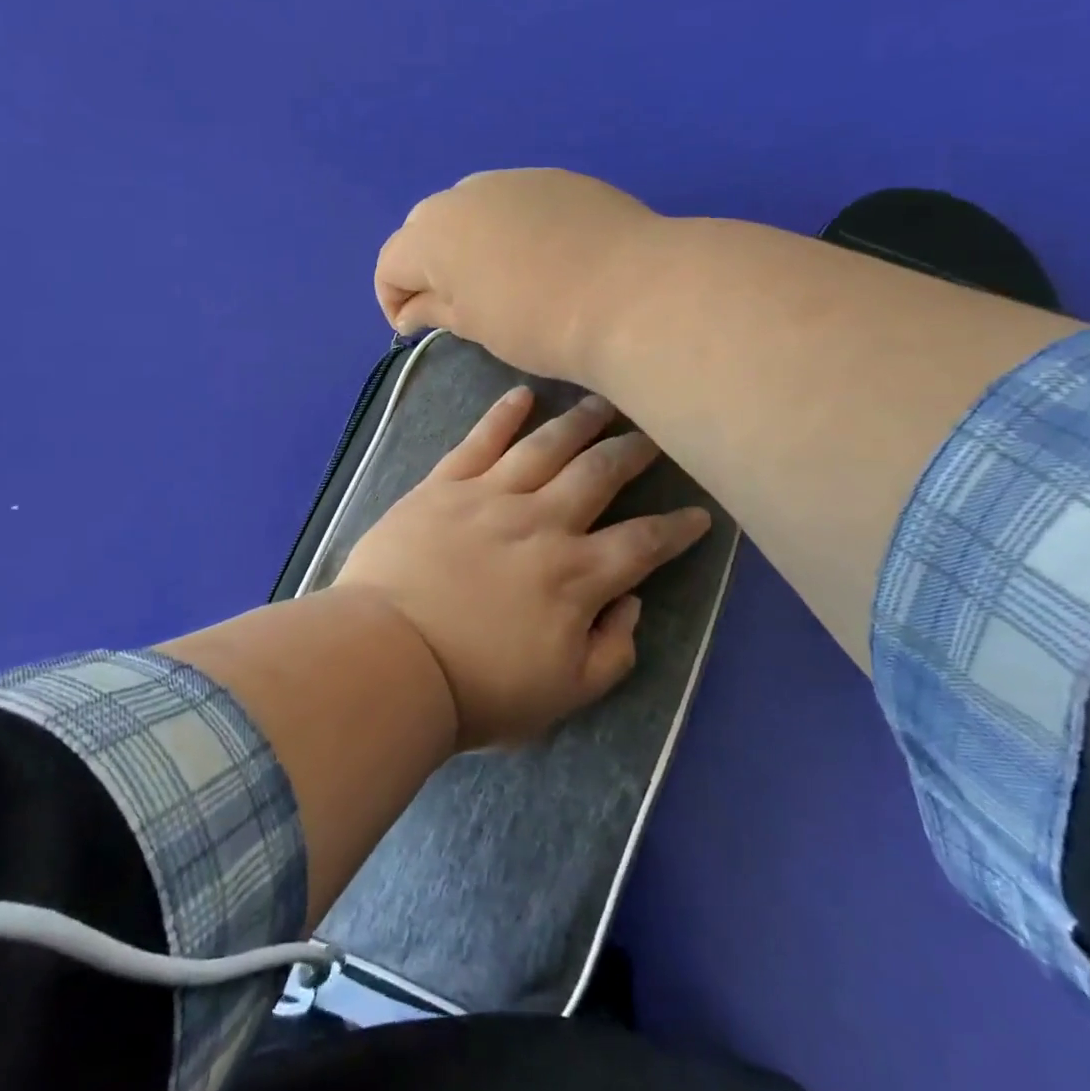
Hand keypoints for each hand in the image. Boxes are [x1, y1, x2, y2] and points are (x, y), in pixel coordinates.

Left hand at [334, 384, 712, 749]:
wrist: (389, 658)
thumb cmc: (476, 687)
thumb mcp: (564, 695)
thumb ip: (612, 650)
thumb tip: (630, 601)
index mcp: (576, 576)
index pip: (643, 543)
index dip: (677, 528)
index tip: (699, 513)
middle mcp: (542, 523)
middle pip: (600, 475)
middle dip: (633, 453)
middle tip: (653, 436)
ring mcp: (490, 497)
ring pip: (547, 446)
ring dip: (579, 422)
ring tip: (603, 403)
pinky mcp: (443, 486)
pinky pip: (480, 440)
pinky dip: (503, 414)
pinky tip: (523, 395)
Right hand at [374, 169, 660, 380]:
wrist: (630, 293)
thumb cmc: (538, 323)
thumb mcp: (475, 325)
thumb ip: (434, 309)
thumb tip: (410, 312)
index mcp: (432, 234)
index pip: (390, 263)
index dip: (392, 299)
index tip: (414, 328)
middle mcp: (463, 195)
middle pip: (423, 228)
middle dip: (425, 264)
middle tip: (452, 303)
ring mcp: (512, 179)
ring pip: (469, 208)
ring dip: (465, 240)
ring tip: (495, 277)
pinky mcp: (555, 179)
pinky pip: (512, 201)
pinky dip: (506, 226)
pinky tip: (537, 256)